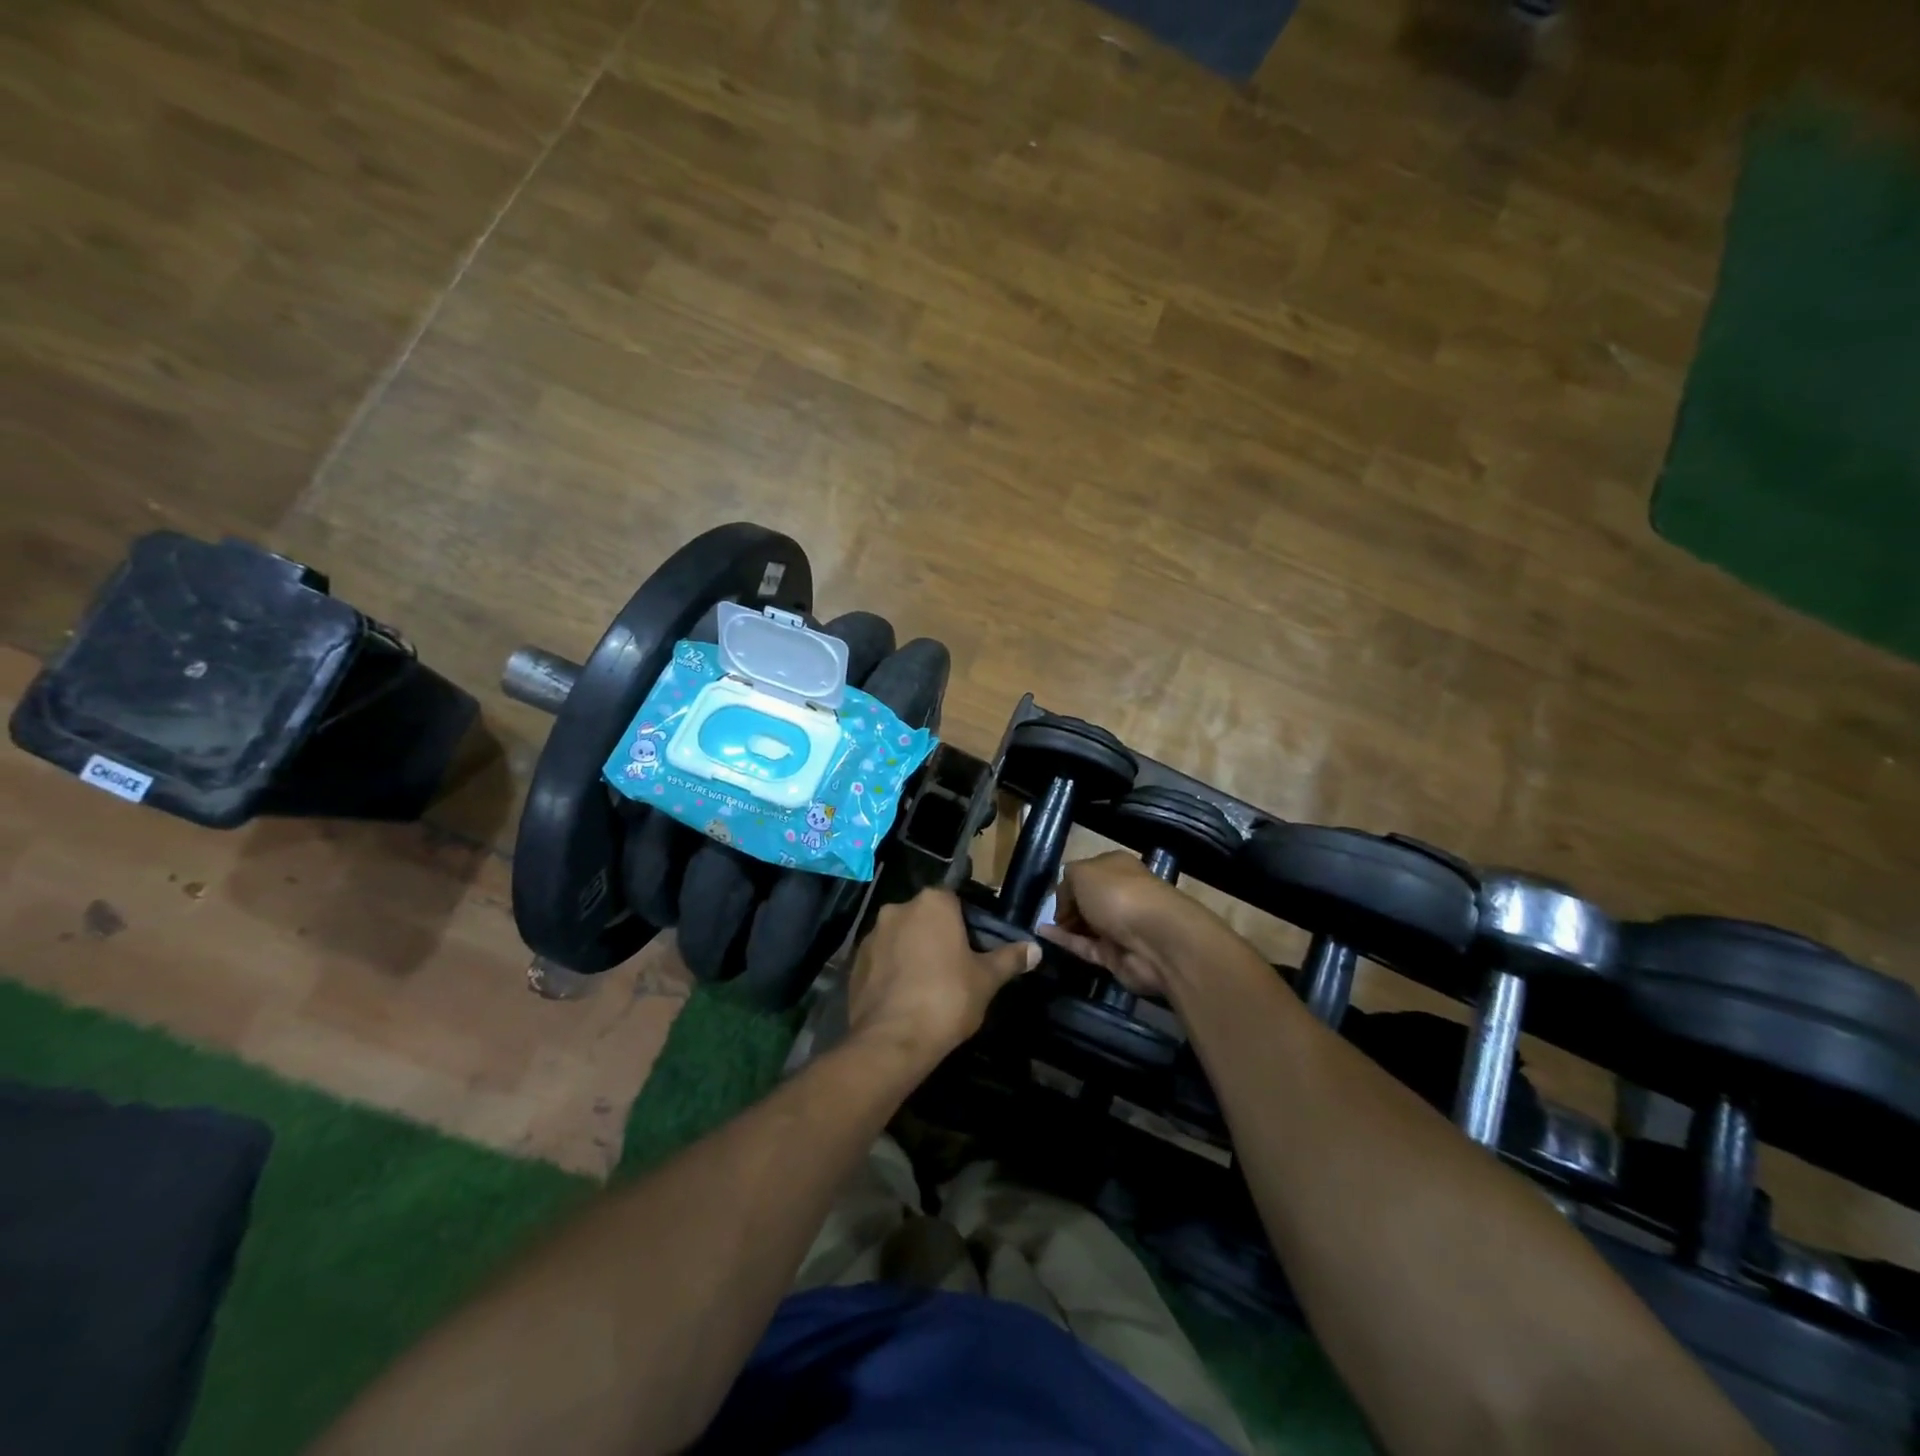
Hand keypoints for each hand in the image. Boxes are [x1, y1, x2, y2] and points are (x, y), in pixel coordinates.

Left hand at [847, 889, 1038, 1066]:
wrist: (893, 1040)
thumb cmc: (948, 998)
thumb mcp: (986, 980)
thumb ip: (1009, 959)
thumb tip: (1036, 949)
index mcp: (932, 903)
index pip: (953, 900)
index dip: (965, 923)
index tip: (972, 948)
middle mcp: (898, 908)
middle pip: (924, 917)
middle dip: (936, 935)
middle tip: (953, 967)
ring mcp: (871, 935)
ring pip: (900, 937)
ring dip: (911, 951)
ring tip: (926, 986)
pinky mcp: (854, 962)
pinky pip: (880, 959)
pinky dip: (891, 971)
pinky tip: (903, 997)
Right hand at [1039, 852, 1213, 997]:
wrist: (1154, 939)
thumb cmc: (1117, 894)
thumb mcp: (1081, 872)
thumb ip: (1066, 881)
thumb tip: (1064, 901)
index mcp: (1117, 868)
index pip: (1088, 873)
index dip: (1068, 883)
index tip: (1051, 895)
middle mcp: (1120, 894)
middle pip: (1088, 900)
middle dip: (1067, 906)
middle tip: (1045, 913)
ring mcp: (1120, 926)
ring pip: (1087, 925)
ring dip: (1064, 926)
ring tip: (1038, 926)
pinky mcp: (1115, 955)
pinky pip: (1085, 946)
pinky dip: (1065, 941)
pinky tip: (1043, 935)